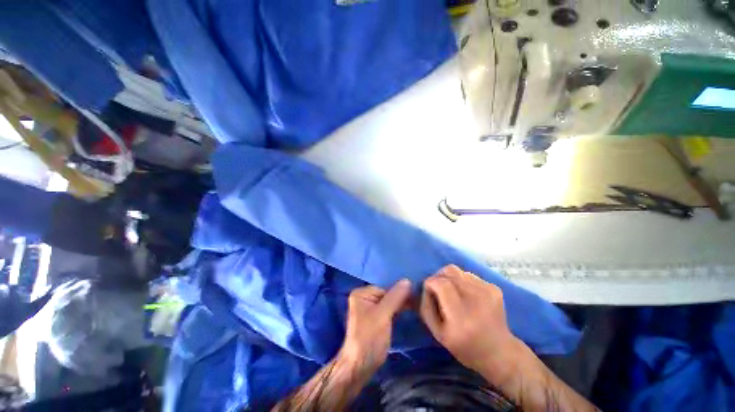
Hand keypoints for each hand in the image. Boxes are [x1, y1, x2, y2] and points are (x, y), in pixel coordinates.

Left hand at [338, 280, 411, 375]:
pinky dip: (396, 312)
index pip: (385, 287)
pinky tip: (406, 313)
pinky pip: (387, 311)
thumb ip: (395, 297)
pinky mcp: (374, 320)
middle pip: (386, 294)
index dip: (399, 292)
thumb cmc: (369, 337)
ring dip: (400, 305)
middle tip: (416, 303)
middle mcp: (364, 298)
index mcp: (362, 293)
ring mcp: (368, 309)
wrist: (360, 366)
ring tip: (414, 307)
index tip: (414, 298)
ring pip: (388, 303)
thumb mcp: (383, 315)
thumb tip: (407, 280)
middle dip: (400, 298)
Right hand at [419, 265, 521, 382]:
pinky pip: (468, 275)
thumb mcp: (437, 333)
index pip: (441, 284)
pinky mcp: (494, 288)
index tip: (428, 290)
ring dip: (450, 279)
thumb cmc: (464, 347)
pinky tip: (466, 296)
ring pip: (458, 271)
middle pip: (450, 271)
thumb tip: (425, 286)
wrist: (499, 352)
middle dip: (438, 276)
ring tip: (453, 294)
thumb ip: (426, 306)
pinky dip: (461, 282)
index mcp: (461, 317)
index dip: (430, 283)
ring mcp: (488, 292)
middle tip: (437, 289)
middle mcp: (477, 300)